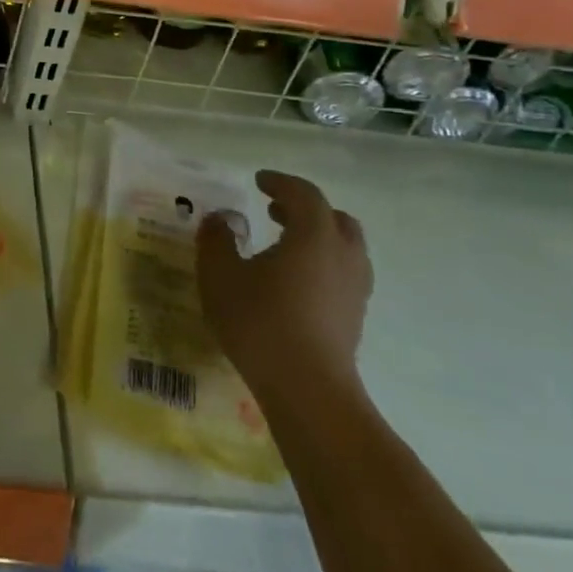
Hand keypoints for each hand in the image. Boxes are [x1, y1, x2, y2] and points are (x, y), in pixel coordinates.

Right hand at [197, 170, 371, 406]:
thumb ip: (217, 239)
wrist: (307, 390)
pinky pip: (343, 275)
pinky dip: (322, 265)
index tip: (259, 181)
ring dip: (317, 238)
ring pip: (345, 248)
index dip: (281, 183)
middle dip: (305, 209)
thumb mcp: (220, 274)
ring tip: (285, 246)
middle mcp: (342, 255)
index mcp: (314, 235)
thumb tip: (221, 219)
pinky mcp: (355, 318)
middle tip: (275, 211)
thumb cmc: (260, 321)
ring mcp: (355, 289)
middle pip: (335, 219)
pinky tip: (294, 283)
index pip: (304, 195)